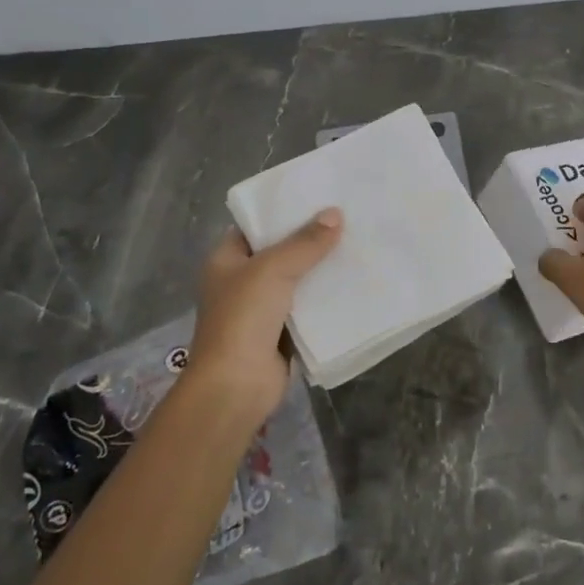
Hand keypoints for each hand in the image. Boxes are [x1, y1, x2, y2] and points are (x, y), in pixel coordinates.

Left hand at [186, 208, 342, 425]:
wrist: (236, 386)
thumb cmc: (243, 318)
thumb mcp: (273, 269)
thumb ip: (305, 242)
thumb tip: (336, 214)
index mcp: (226, 260)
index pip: (255, 226)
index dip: (282, 212)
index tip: (317, 197)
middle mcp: (241, 281)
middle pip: (280, 252)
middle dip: (310, 239)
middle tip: (347, 217)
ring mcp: (261, 309)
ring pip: (297, 280)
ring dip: (321, 268)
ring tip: (357, 243)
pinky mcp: (281, 332)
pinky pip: (308, 307)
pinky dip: (326, 297)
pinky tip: (354, 281)